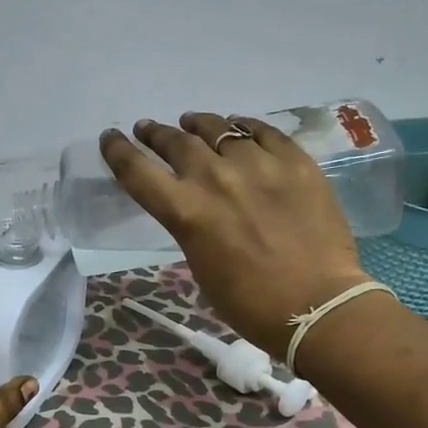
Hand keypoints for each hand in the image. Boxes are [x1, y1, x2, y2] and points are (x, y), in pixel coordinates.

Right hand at [100, 112, 368, 354]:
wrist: (316, 305)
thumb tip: (196, 206)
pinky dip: (245, 127)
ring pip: (220, 129)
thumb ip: (191, 226)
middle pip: (176, 142)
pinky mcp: (295, 162)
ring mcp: (258, 164)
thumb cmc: (249, 303)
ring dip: (199, 124)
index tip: (111, 138)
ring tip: (193, 122)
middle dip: (156, 134)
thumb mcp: (201, 265)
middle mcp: (215, 178)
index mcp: (185, 211)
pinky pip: (264, 132)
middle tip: (149, 129)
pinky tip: (240, 127)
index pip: (137, 170)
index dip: (118, 150)